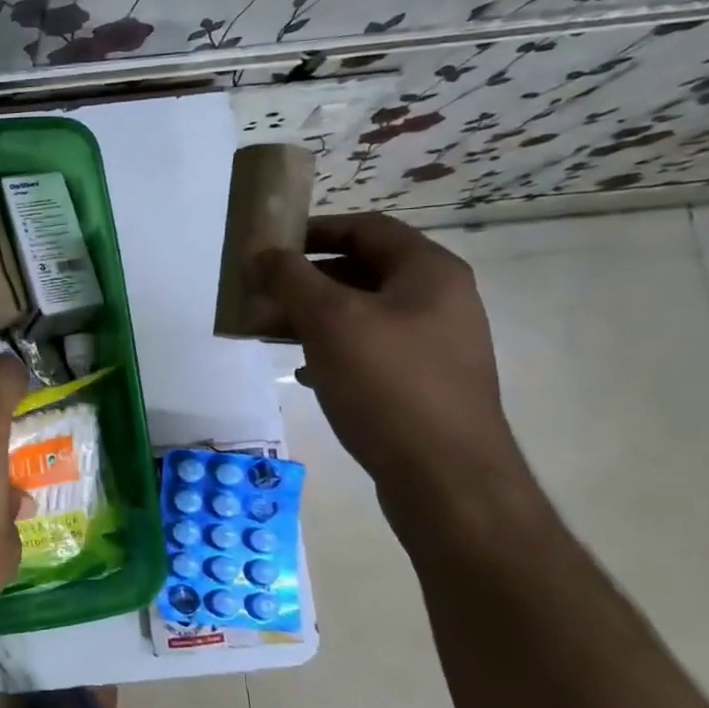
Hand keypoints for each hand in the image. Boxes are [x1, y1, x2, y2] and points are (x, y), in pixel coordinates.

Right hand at [255, 214, 521, 491]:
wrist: (445, 478)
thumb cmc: (388, 385)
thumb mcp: (330, 321)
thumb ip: (291, 279)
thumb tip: (263, 254)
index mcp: (428, 273)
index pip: (366, 229)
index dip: (315, 229)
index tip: (271, 246)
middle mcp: (439, 300)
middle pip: (362, 271)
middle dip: (306, 279)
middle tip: (263, 292)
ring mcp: (434, 344)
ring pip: (362, 314)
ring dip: (313, 316)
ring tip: (270, 331)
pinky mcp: (423, 383)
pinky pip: (370, 350)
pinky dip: (333, 350)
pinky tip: (304, 372)